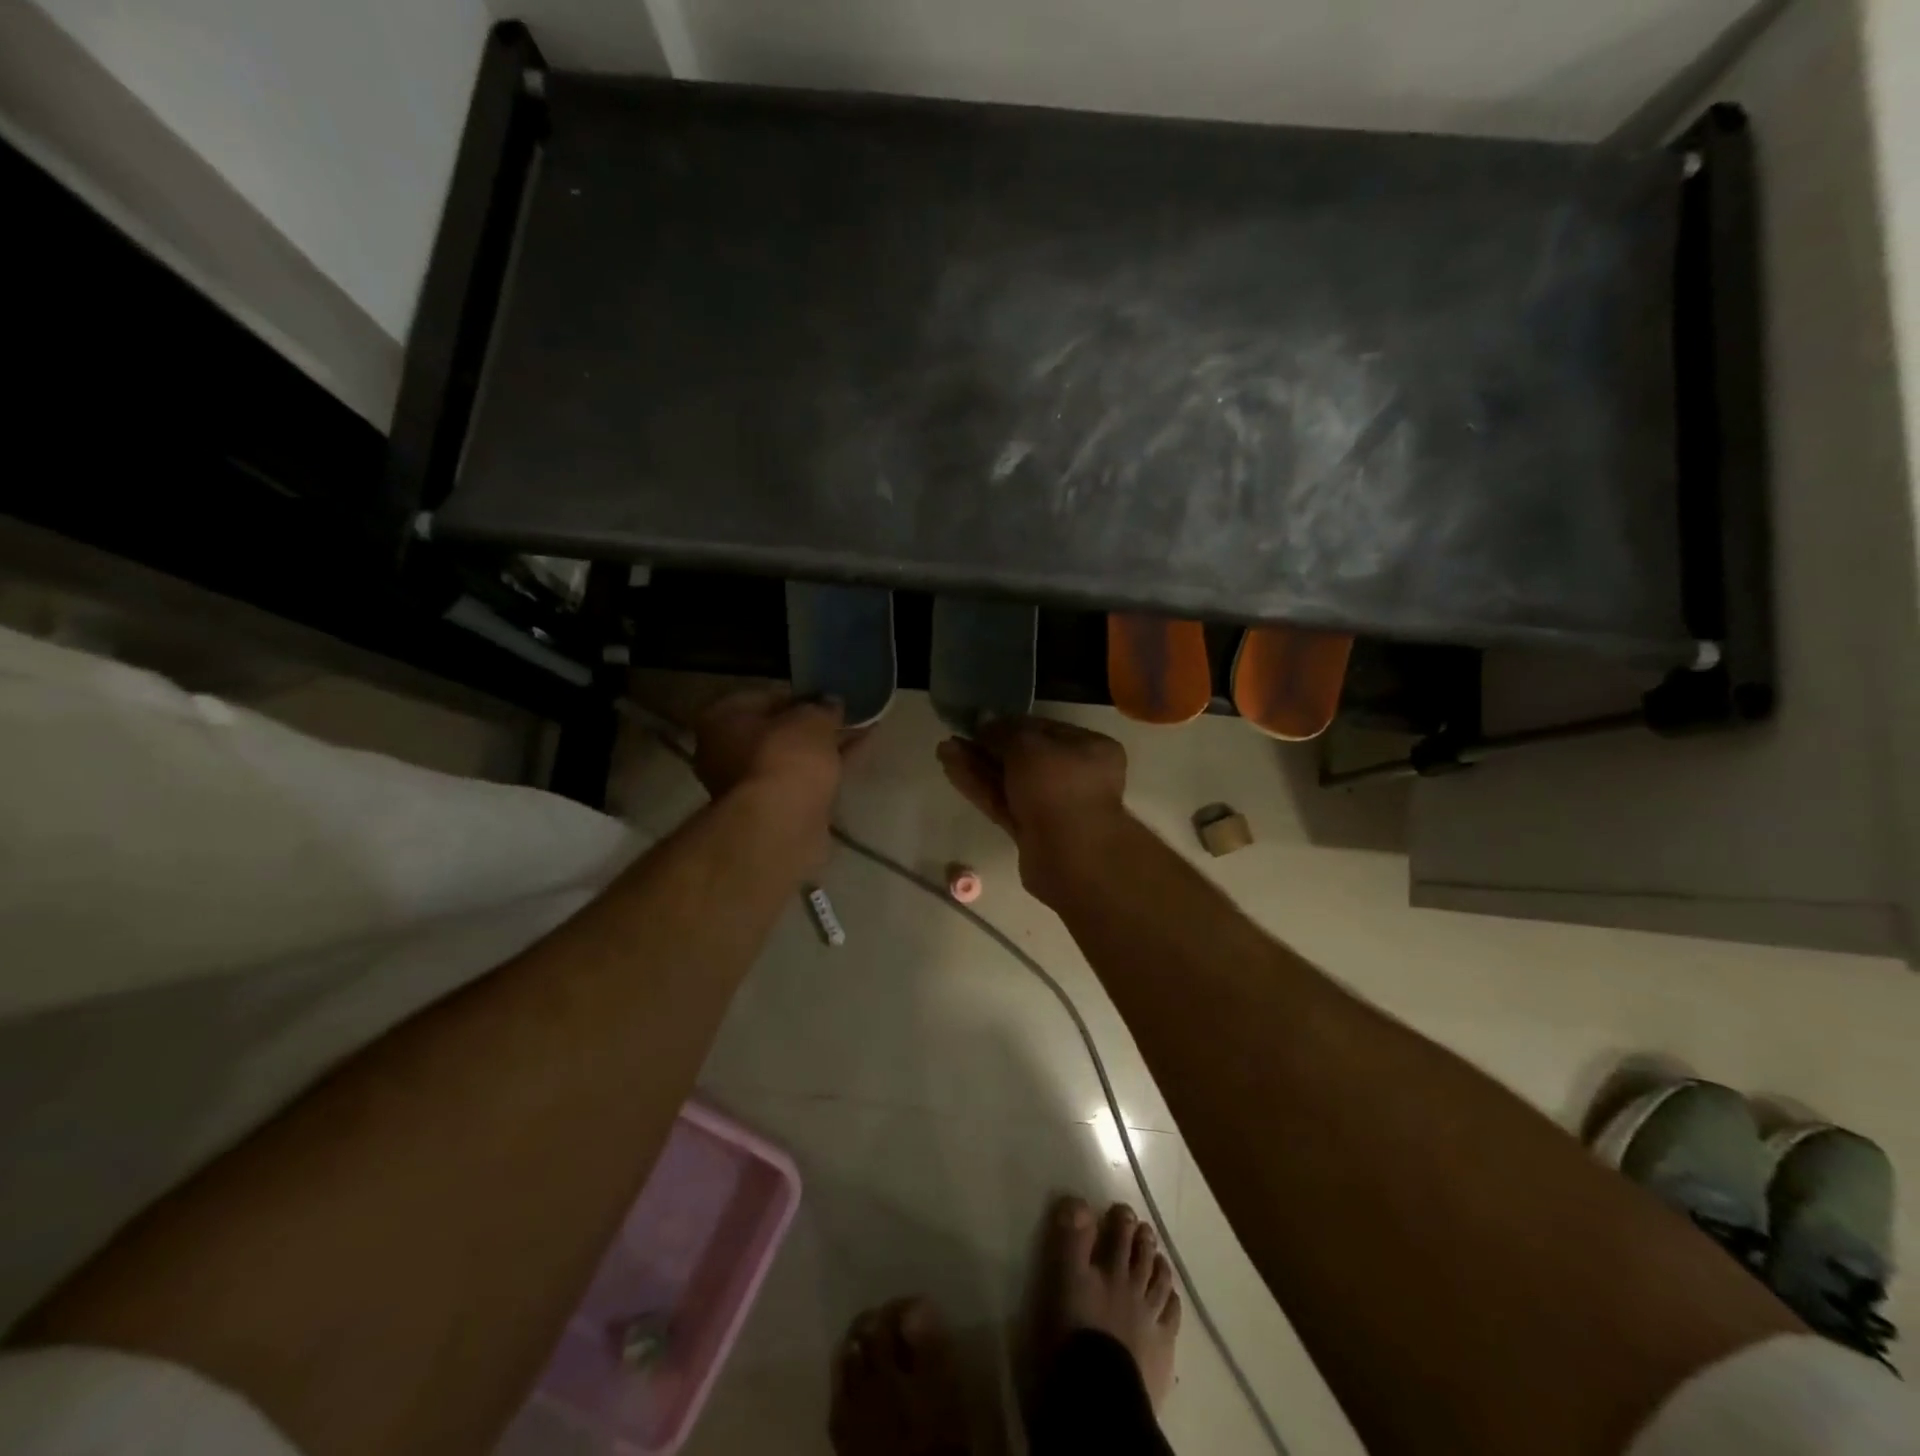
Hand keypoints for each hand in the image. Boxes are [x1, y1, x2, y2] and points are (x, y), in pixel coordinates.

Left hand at [693, 689, 865, 820]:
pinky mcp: (773, 809)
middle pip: (777, 731)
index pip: (764, 697)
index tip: (827, 696)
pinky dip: (827, 769)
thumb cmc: (785, 756)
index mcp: (721, 719)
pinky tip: (859, 755)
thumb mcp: (812, 719)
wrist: (781, 823)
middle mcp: (725, 751)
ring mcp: (748, 785)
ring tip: (861, 730)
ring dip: (823, 747)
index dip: (800, 695)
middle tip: (845, 715)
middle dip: (812, 725)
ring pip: (793, 757)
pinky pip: (804, 779)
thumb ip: (823, 707)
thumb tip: (831, 703)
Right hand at [936, 717, 1129, 898]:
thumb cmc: (1058, 786)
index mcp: (1090, 749)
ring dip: (977, 765)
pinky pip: (1003, 803)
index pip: (1045, 729)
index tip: (979, 721)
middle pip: (1025, 757)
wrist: (1071, 856)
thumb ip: (1003, 731)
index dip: (1010, 724)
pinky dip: (979, 787)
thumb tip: (984, 720)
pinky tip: (951, 769)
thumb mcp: (1028, 746)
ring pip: (1010, 781)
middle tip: (955, 736)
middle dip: (988, 746)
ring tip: (944, 749)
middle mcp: (1075, 776)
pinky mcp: (1031, 831)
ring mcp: (1053, 806)